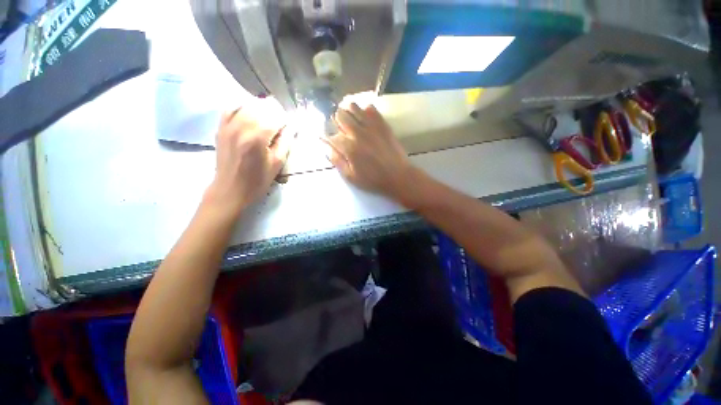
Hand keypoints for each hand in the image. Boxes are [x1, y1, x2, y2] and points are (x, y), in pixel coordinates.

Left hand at [205, 98, 292, 216]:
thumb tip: (290, 128)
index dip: (285, 120)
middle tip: (281, 123)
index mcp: (258, 137)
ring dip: (261, 108)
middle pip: (262, 106)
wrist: (230, 189)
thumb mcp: (277, 164)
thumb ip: (285, 142)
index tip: (289, 127)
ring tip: (268, 119)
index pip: (276, 117)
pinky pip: (231, 107)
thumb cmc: (258, 180)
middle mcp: (241, 126)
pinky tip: (250, 114)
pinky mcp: (221, 128)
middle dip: (275, 112)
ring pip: (247, 104)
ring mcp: (228, 125)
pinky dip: (243, 107)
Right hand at [325, 103, 413, 198]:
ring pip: (353, 107)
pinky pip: (371, 108)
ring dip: (348, 112)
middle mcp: (357, 133)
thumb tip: (328, 149)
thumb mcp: (351, 177)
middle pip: (339, 116)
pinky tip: (365, 118)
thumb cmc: (373, 180)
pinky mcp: (382, 124)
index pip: (331, 136)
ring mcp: (371, 126)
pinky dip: (365, 110)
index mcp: (349, 148)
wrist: (398, 176)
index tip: (328, 140)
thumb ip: (337, 161)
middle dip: (336, 122)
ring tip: (350, 120)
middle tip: (340, 130)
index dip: (327, 137)